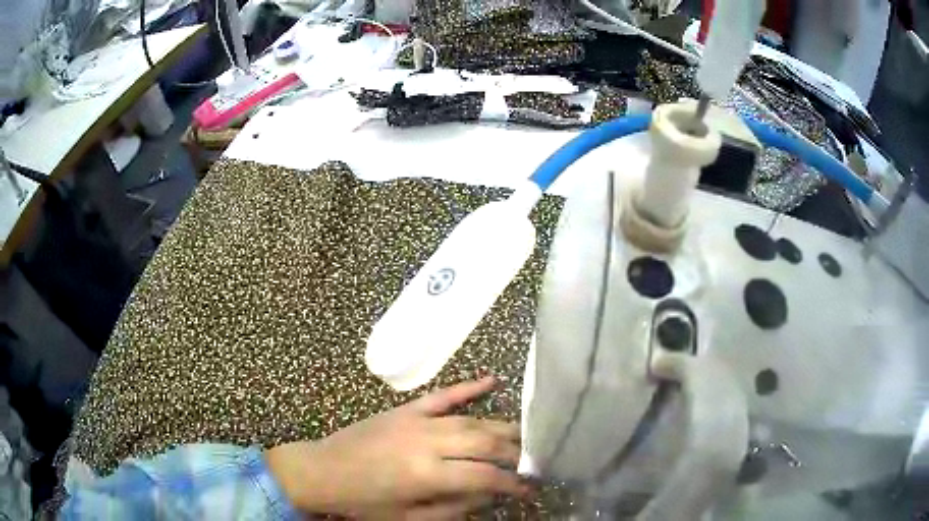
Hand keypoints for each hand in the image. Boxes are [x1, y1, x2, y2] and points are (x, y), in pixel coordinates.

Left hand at [266, 377, 529, 517]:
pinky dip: (468, 387)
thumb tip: (488, 496)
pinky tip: (492, 379)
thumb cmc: (363, 503)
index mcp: (427, 474)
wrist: (322, 471)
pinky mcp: (405, 409)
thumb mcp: (408, 518)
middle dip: (514, 452)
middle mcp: (428, 442)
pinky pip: (442, 395)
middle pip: (484, 443)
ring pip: (470, 420)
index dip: (512, 482)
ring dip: (501, 427)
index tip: (530, 488)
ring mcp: (417, 420)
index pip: (484, 476)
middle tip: (533, 460)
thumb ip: (452, 508)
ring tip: (525, 435)